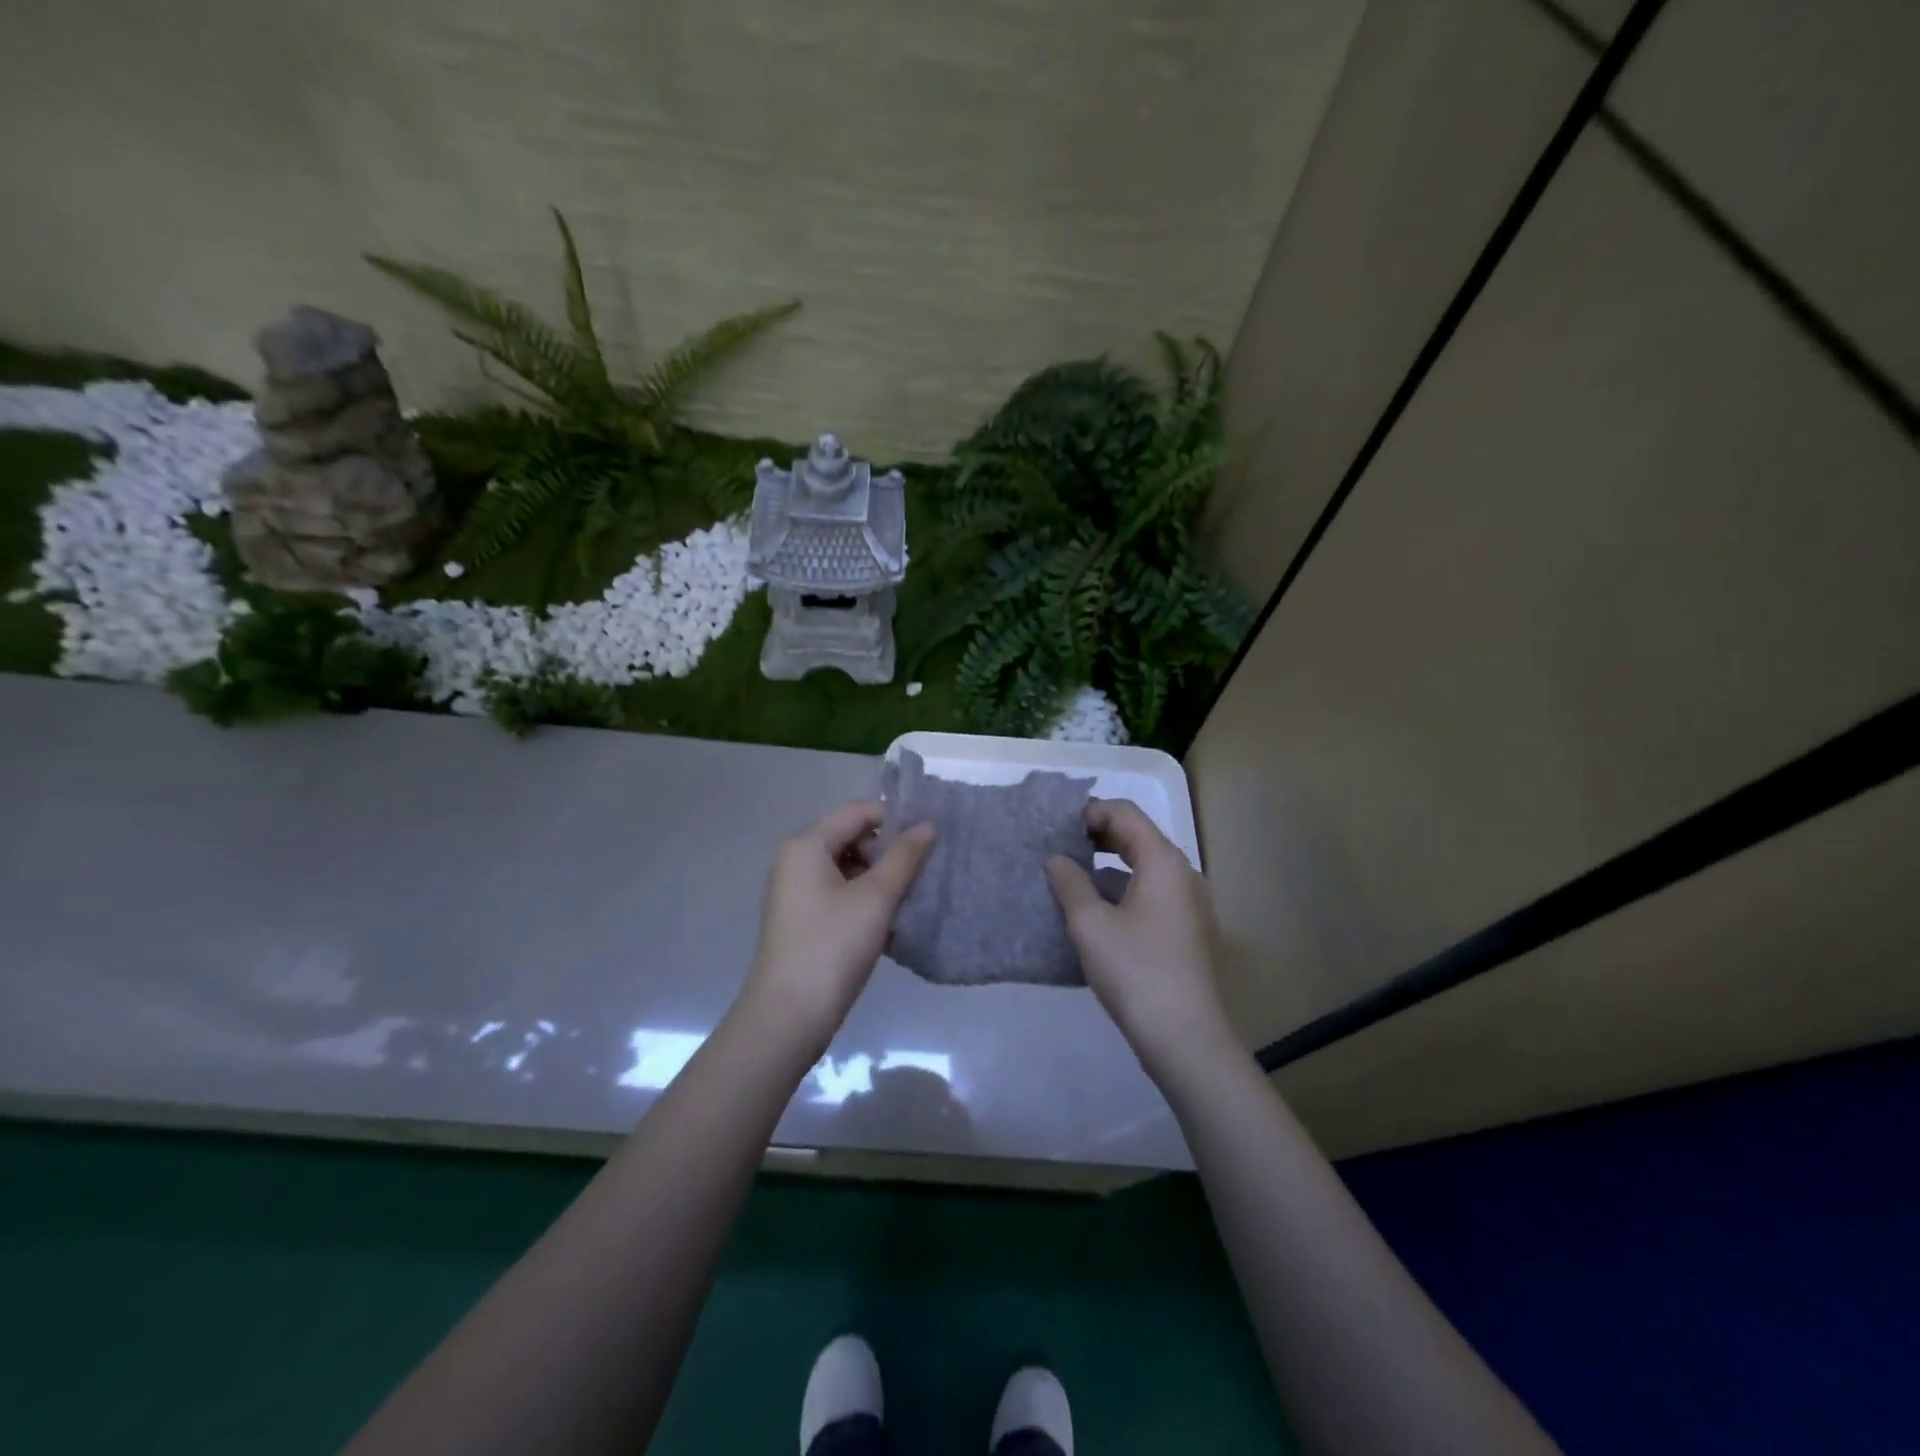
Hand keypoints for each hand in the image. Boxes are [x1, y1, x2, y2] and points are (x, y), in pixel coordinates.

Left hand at [745, 801, 935, 1046]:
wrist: (789, 1016)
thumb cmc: (832, 946)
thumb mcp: (875, 898)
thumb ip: (904, 858)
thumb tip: (927, 826)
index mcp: (806, 845)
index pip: (857, 812)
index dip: (895, 818)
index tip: (930, 836)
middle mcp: (796, 861)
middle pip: (851, 837)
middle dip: (888, 851)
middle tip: (924, 870)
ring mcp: (797, 892)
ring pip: (848, 869)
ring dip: (881, 878)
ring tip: (913, 897)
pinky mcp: (803, 920)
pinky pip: (840, 894)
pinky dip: (866, 900)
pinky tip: (892, 922)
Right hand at [1046, 800, 1234, 1077]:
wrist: (1185, 1037)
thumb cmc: (1135, 971)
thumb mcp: (1090, 924)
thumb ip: (1070, 883)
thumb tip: (1056, 859)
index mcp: (1163, 861)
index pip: (1125, 813)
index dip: (1090, 812)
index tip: (1056, 828)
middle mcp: (1182, 874)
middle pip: (1137, 838)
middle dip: (1097, 838)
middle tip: (1059, 848)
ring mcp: (1189, 904)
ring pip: (1144, 869)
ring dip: (1108, 868)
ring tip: (1070, 881)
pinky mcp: (1187, 931)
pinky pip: (1151, 895)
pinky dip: (1122, 893)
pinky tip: (1095, 915)